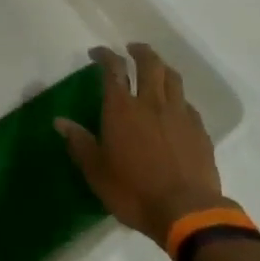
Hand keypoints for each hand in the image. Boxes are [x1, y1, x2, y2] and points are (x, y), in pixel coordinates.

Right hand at [57, 43, 229, 244]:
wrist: (186, 211)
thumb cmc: (133, 191)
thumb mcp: (97, 172)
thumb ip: (80, 143)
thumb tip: (60, 121)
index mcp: (122, 109)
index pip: (113, 69)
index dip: (105, 55)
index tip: (97, 52)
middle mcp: (152, 102)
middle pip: (149, 63)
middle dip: (139, 51)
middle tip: (131, 49)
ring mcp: (179, 114)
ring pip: (172, 77)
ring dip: (162, 67)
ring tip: (155, 69)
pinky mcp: (199, 129)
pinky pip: (187, 102)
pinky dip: (177, 96)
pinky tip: (174, 106)